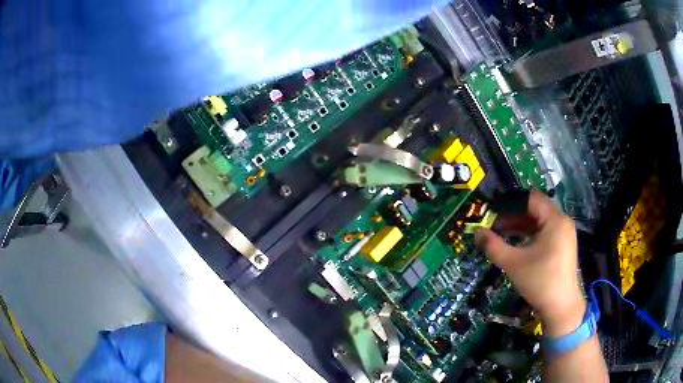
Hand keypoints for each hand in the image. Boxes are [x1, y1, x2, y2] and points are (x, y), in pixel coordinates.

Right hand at [475, 191, 585, 336]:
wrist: (560, 307)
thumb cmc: (540, 281)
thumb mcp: (513, 263)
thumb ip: (494, 246)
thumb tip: (477, 233)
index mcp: (555, 220)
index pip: (531, 199)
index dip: (510, 203)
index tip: (493, 213)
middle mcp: (562, 222)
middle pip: (535, 209)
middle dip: (513, 215)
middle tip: (494, 225)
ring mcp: (564, 234)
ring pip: (539, 221)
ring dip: (520, 225)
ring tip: (502, 234)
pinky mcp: (563, 245)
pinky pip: (545, 231)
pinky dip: (530, 234)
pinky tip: (517, 244)